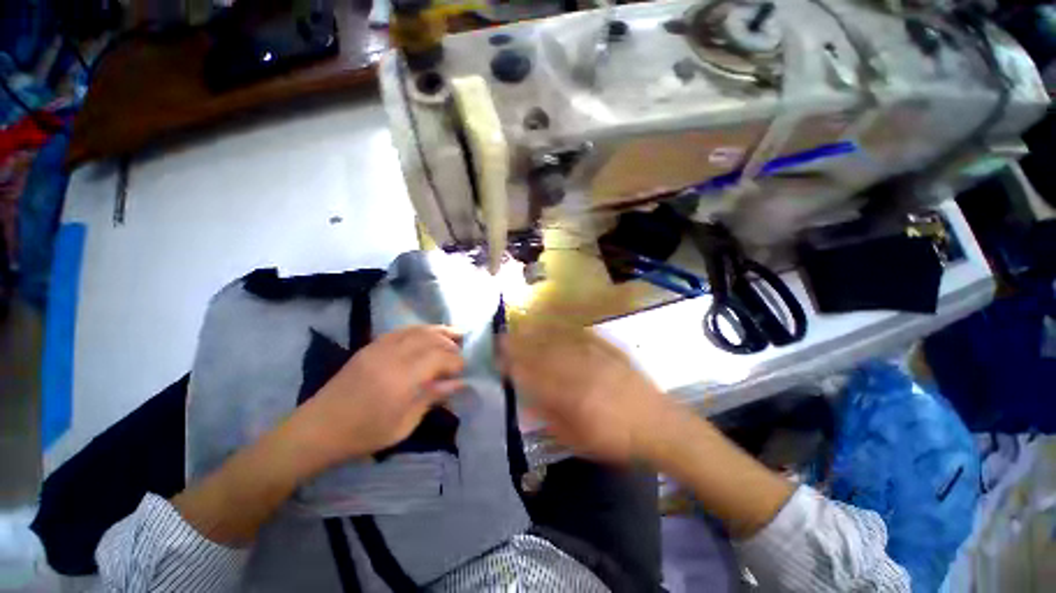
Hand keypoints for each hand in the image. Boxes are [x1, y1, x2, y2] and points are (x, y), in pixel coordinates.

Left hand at [298, 325, 465, 466]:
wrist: (318, 429)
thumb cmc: (363, 434)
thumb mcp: (404, 424)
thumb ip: (432, 398)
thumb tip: (459, 383)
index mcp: (401, 378)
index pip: (439, 357)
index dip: (456, 361)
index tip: (463, 371)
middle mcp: (392, 356)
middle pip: (430, 338)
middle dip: (450, 342)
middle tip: (462, 351)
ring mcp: (379, 348)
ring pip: (416, 330)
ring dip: (438, 331)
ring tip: (454, 334)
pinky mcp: (370, 347)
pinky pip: (401, 331)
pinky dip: (419, 330)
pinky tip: (427, 335)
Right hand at [501, 325, 678, 463]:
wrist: (659, 425)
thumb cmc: (617, 440)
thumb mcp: (579, 441)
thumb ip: (550, 420)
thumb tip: (527, 403)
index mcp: (572, 399)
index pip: (535, 378)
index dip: (514, 367)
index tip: (498, 360)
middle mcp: (581, 373)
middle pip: (543, 355)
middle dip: (519, 345)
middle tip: (501, 338)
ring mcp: (596, 358)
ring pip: (559, 342)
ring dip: (536, 334)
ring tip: (520, 328)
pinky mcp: (609, 350)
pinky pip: (581, 336)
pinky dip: (562, 330)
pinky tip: (552, 325)